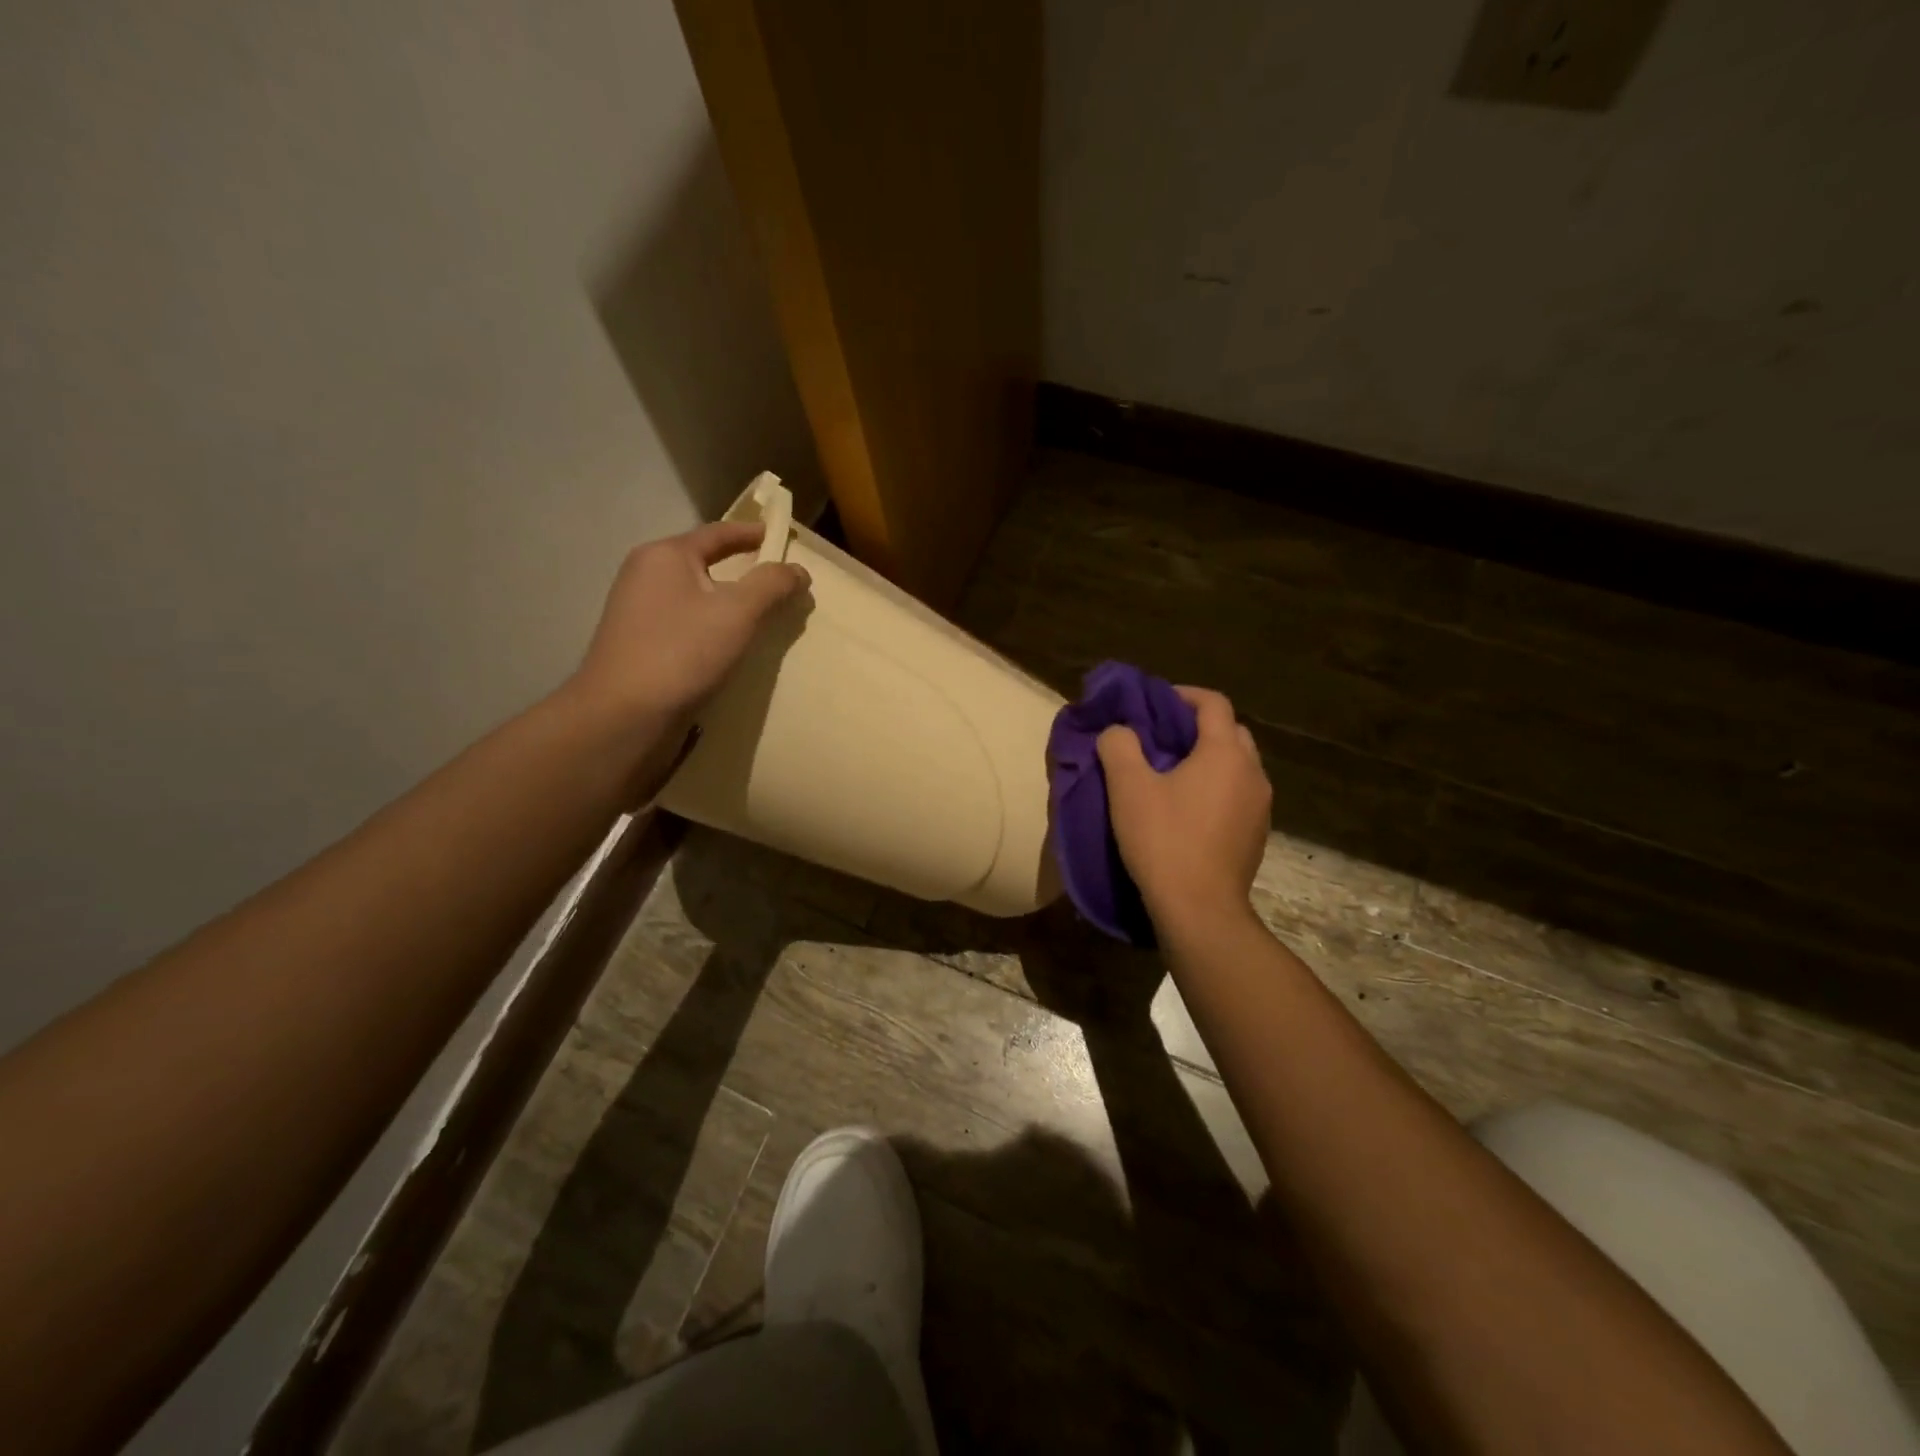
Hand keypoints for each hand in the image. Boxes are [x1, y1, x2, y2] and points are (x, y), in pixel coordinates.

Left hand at [563, 520, 808, 798]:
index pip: (719, 533)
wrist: (623, 716)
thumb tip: (798, 570)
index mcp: (665, 555)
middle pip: (706, 563)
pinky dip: (712, 628)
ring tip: (762, 618)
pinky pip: (686, 624)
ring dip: (729, 604)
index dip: (754, 534)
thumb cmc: (681, 652)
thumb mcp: (738, 613)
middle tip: (781, 584)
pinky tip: (730, 648)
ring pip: (696, 597)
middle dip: (744, 572)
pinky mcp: (639, 645)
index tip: (783, 539)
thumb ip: (772, 585)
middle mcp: (646, 575)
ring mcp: (638, 612)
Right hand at [1097, 687, 1270, 934]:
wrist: (1200, 909)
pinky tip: (1188, 811)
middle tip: (1161, 739)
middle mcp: (1253, 773)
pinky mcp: (1257, 835)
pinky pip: (1238, 795)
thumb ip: (1119, 746)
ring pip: (1236, 766)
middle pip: (1230, 733)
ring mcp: (1261, 806)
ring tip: (1172, 775)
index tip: (1154, 703)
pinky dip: (1216, 789)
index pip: (1213, 703)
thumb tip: (1119, 731)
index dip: (1182, 695)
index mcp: (1226, 752)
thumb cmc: (1163, 840)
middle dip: (1197, 728)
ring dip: (1208, 761)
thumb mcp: (1127, 787)